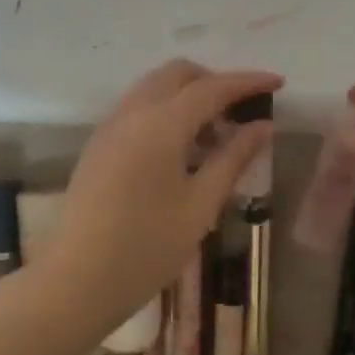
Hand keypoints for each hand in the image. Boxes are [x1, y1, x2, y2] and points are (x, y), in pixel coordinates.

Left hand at [49, 60, 278, 332]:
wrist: (77, 280)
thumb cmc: (147, 247)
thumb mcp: (200, 206)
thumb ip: (233, 159)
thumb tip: (262, 127)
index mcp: (161, 124)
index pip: (211, 87)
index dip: (247, 82)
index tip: (277, 82)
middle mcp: (132, 113)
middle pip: (177, 74)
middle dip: (213, 81)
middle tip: (241, 112)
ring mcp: (109, 127)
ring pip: (153, 88)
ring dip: (187, 96)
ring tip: (214, 136)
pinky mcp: (97, 145)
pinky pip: (136, 108)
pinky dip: (164, 111)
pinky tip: (180, 150)